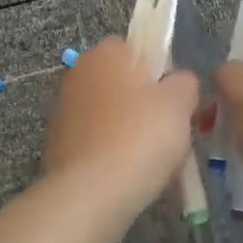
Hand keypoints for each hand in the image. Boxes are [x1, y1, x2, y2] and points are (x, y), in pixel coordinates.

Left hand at [40, 38, 198, 205]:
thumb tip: (178, 82)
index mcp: (106, 53)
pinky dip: (112, 153)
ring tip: (151, 160)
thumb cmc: (140, 136)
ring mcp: (64, 109)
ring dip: (129, 130)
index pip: (137, 48)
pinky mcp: (57, 144)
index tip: (175, 100)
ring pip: (111, 114)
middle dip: (145, 104)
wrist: (90, 193)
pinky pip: (97, 141)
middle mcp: (79, 73)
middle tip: (169, 131)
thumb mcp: (180, 103)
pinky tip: (128, 174)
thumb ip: (185, 82)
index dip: (161, 71)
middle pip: (124, 82)